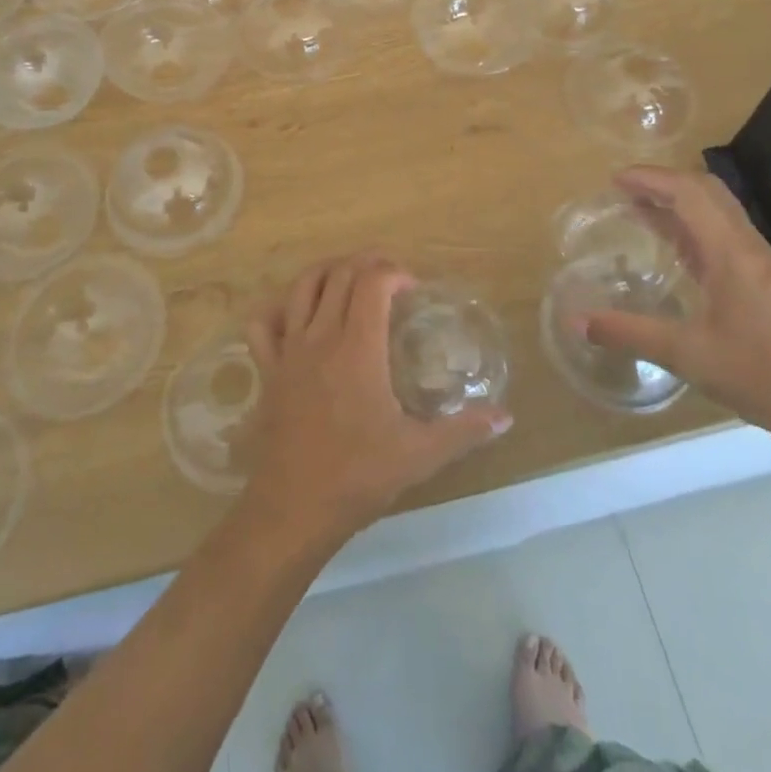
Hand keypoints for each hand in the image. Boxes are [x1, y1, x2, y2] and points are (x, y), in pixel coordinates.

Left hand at [240, 254, 512, 543]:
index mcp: (358, 348)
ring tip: (349, 278)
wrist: (294, 508)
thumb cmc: (358, 476)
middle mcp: (322, 336)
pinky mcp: (269, 369)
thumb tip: (506, 417)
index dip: (394, 272)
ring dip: (327, 271)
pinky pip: (264, 324)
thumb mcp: (419, 454)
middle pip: (340, 274)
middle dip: (366, 262)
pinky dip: (279, 308)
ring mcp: (290, 350)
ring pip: (302, 287)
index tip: (413, 288)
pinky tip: (296, 315)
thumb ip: (464, 431)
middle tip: (389, 275)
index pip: (373, 283)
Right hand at [581, 167, 770, 440]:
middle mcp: (746, 245)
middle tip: (623, 189)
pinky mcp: (760, 277)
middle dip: (662, 181)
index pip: (688, 193)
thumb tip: (576, 321)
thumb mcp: (685, 354)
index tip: (613, 180)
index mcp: (731, 252)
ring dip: (677, 200)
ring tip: (638, 207)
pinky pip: (720, 232)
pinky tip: (670, 244)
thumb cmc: (757, 374)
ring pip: (715, 209)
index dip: (650, 179)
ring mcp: (756, 260)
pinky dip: (690, 223)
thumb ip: (629, 333)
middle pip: (705, 190)